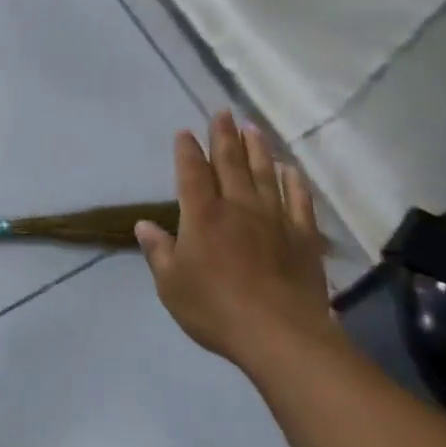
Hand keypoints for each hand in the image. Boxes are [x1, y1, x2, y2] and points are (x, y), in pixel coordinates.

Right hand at [135, 113, 334, 363]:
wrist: (280, 334)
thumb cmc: (216, 309)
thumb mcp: (172, 284)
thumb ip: (158, 251)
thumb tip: (144, 224)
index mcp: (202, 215)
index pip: (192, 173)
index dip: (187, 151)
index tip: (185, 132)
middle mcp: (237, 207)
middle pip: (229, 163)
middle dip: (223, 136)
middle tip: (222, 112)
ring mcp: (274, 219)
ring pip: (264, 174)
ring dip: (257, 149)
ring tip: (252, 128)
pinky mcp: (302, 236)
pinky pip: (298, 201)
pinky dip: (293, 182)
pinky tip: (290, 170)